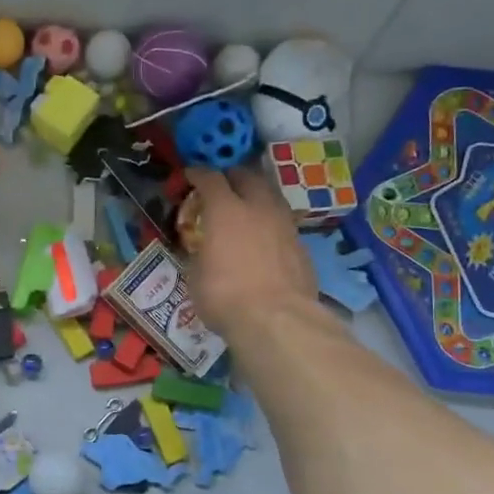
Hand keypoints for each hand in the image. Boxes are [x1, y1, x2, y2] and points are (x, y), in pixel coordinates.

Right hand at [183, 167, 319, 338]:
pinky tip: (265, 241)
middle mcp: (258, 208)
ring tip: (246, 210)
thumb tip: (202, 252)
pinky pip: (283, 224)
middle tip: (221, 187)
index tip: (190, 176)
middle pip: (247, 176)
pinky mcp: (302, 246)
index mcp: (225, 210)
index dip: (198, 173)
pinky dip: (271, 225)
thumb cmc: (225, 296)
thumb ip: (199, 254)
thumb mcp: (195, 276)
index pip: (210, 178)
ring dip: (256, 198)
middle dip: (232, 177)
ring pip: (271, 197)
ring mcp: (285, 225)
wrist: (277, 320)